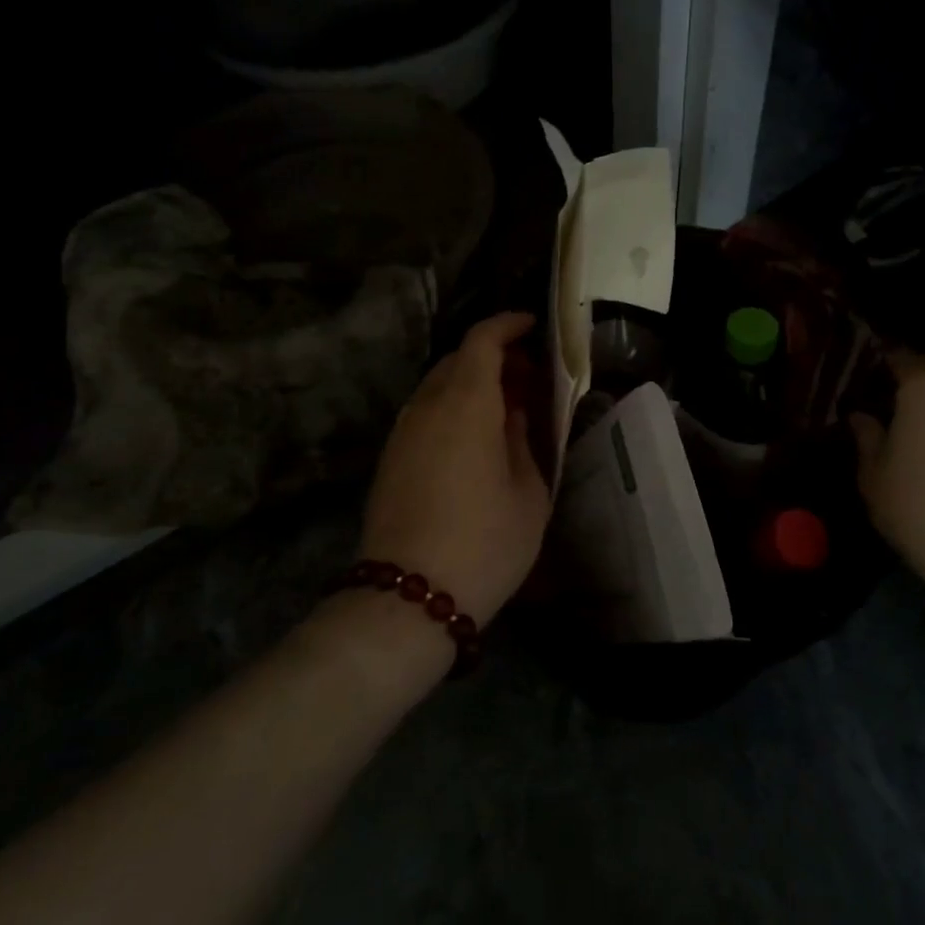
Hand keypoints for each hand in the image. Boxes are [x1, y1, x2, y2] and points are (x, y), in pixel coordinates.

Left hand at [358, 312, 551, 624]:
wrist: (408, 599)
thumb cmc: (484, 543)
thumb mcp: (528, 492)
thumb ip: (523, 440)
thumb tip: (515, 412)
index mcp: (466, 403)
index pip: (482, 340)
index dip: (508, 325)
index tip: (533, 328)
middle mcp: (427, 406)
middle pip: (458, 359)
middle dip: (494, 356)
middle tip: (528, 377)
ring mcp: (403, 432)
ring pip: (438, 386)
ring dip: (471, 384)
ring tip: (505, 409)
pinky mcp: (390, 458)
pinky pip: (425, 413)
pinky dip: (453, 408)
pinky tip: (474, 439)